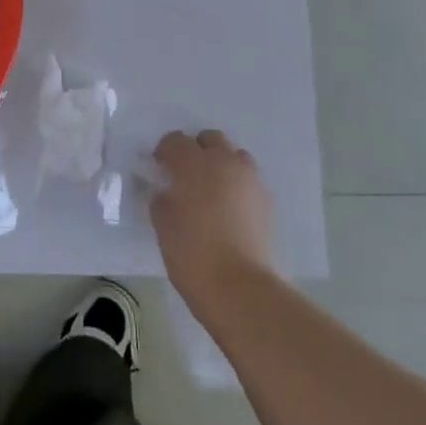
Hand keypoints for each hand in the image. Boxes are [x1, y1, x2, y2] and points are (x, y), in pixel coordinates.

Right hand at [150, 129, 276, 315]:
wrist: (238, 285)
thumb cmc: (191, 252)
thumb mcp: (162, 223)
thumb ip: (161, 198)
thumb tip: (165, 191)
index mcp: (193, 164)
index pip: (175, 140)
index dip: (165, 152)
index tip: (159, 168)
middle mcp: (224, 162)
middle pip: (210, 139)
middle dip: (196, 150)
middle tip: (186, 175)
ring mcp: (249, 179)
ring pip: (234, 155)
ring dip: (221, 163)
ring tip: (211, 189)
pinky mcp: (266, 199)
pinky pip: (248, 178)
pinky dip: (237, 183)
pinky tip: (229, 207)